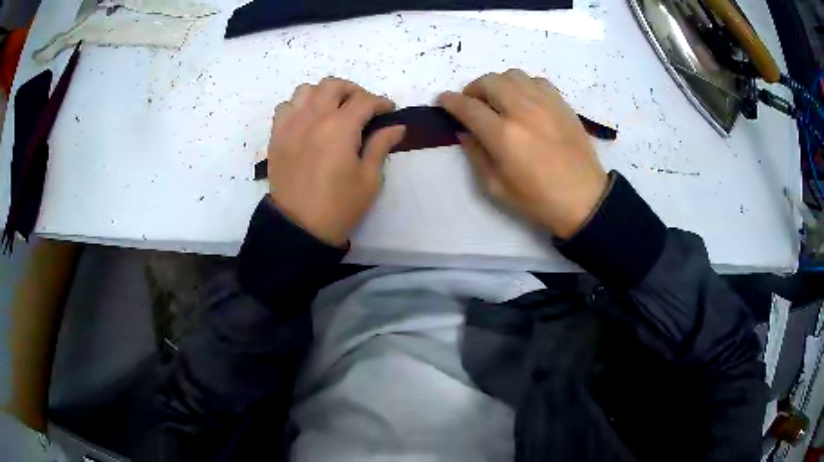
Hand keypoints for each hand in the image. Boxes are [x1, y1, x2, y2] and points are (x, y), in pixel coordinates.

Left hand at [266, 77, 404, 245]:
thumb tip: (397, 127)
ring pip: (307, 90)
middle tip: (363, 107)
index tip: (389, 111)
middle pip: (334, 85)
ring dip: (324, 93)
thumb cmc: (339, 206)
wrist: (299, 228)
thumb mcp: (369, 179)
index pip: (364, 100)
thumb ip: (381, 146)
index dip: (381, 102)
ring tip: (333, 109)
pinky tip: (307, 120)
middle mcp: (313, 118)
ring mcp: (291, 125)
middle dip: (354, 91)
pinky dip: (299, 105)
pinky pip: (285, 106)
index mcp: (340, 128)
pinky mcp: (276, 136)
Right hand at [438, 69, 607, 239]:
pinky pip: (536, 80)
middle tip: (473, 103)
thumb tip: (464, 130)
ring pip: (512, 75)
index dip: (450, 101)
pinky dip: (523, 85)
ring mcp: (545, 103)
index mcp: (503, 136)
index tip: (443, 100)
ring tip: (498, 99)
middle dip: (473, 89)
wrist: (584, 199)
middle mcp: (522, 111)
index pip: (468, 106)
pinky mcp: (561, 103)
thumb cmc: (538, 199)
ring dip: (498, 83)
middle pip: (489, 82)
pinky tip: (524, 100)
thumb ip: (476, 154)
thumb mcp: (496, 187)